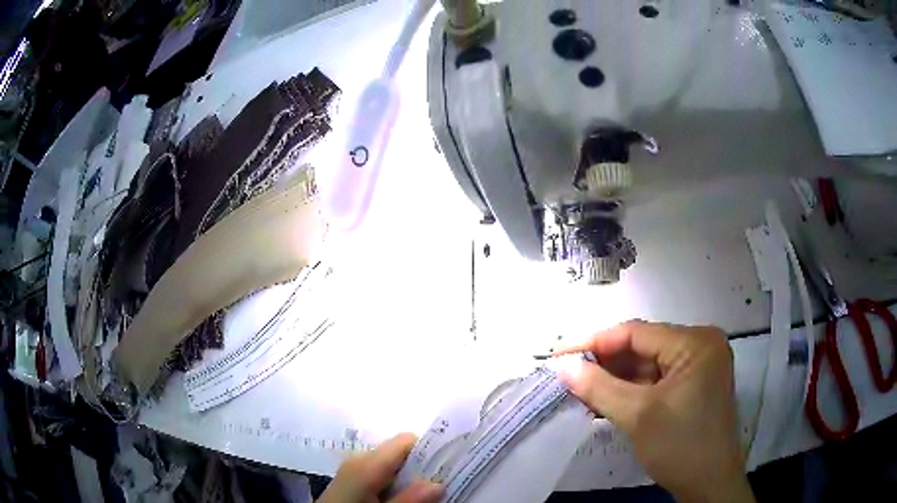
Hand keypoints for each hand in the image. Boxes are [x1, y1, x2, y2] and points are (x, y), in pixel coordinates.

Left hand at [318, 433, 443, 502]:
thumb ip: (409, 500)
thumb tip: (439, 482)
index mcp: (367, 463)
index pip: (406, 441)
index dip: (429, 450)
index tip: (448, 467)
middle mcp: (359, 458)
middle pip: (400, 452)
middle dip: (421, 468)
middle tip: (438, 486)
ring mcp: (352, 467)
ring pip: (390, 463)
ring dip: (408, 477)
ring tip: (421, 495)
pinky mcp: (349, 477)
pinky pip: (378, 472)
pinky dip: (393, 481)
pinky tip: (398, 497)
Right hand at [557, 321, 754, 502]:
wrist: (709, 485)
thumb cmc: (681, 446)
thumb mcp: (638, 416)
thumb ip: (599, 387)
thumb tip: (562, 366)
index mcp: (695, 342)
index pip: (637, 333)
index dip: (594, 342)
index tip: (558, 355)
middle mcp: (700, 346)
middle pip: (643, 347)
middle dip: (605, 364)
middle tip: (568, 375)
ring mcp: (699, 367)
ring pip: (647, 366)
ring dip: (615, 380)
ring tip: (581, 391)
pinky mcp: (694, 386)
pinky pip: (656, 381)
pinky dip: (630, 391)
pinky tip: (605, 401)